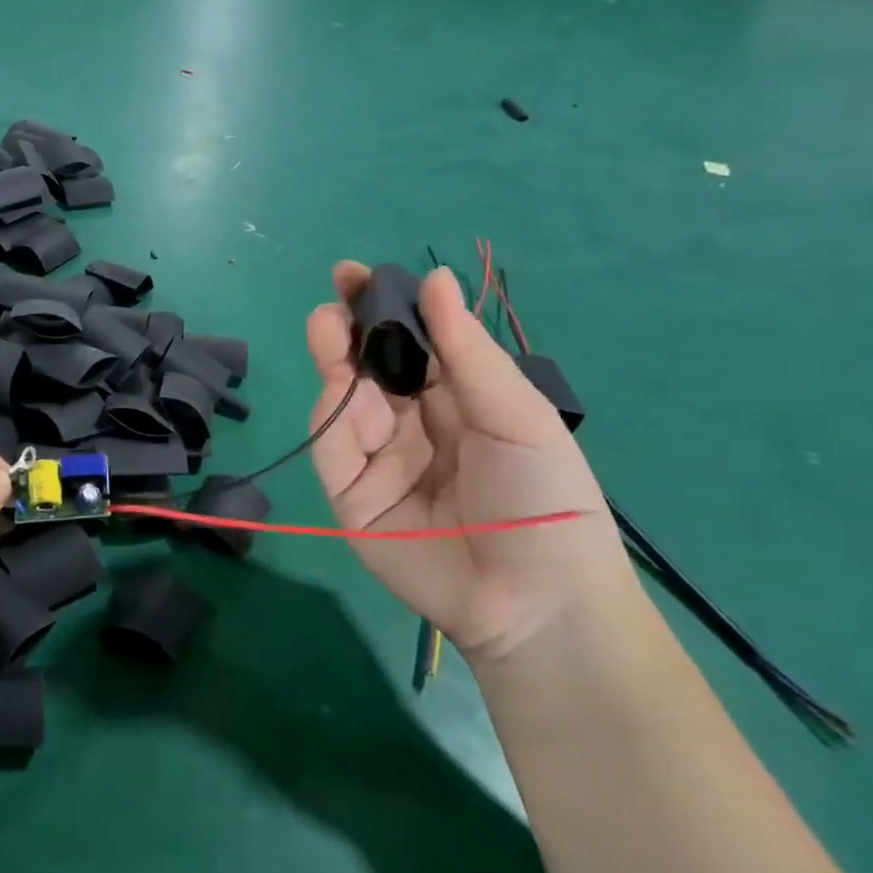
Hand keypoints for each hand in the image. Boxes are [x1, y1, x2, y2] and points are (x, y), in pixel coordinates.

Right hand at [306, 264, 632, 662]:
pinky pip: (333, 448)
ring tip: (328, 328)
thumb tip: (435, 277)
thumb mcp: (514, 414)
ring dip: (334, 362)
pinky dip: (332, 417)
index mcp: (456, 401)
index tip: (357, 273)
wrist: (534, 599)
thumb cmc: (545, 497)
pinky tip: (340, 390)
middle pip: (369, 367)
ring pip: (344, 400)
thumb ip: (466, 350)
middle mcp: (411, 424)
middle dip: (349, 329)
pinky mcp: (350, 494)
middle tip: (336, 298)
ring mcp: (377, 459)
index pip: (411, 344)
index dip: (384, 308)